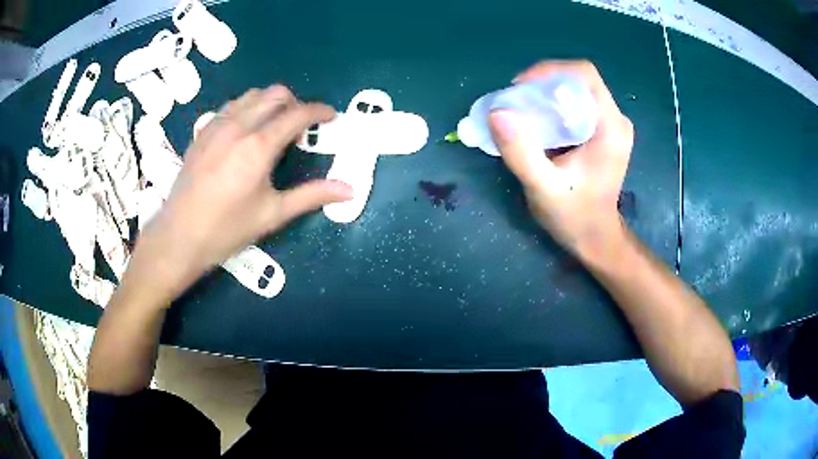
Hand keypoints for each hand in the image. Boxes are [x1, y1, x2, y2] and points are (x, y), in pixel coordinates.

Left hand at [130, 85, 352, 301]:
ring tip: (274, 126)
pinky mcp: (202, 132)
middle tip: (301, 126)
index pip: (297, 114)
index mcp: (258, 146)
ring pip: (251, 95)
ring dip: (270, 102)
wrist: (179, 236)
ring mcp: (216, 126)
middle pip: (275, 94)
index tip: (330, 116)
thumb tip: (349, 190)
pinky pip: (230, 106)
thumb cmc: (227, 229)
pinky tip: (246, 131)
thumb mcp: (272, 214)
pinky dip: (247, 108)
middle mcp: (238, 126)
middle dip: (295, 102)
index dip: (319, 111)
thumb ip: (312, 195)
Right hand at [488, 60, 633, 263]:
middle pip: (577, 80)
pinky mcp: (601, 131)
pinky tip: (534, 124)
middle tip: (514, 103)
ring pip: (574, 91)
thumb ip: (521, 152)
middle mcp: (614, 120)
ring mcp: (609, 125)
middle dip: (542, 85)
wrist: (595, 238)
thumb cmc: (575, 217)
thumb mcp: (544, 189)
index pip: (584, 75)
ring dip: (544, 95)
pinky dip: (550, 107)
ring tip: (520, 113)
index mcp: (610, 128)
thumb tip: (497, 112)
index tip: (520, 89)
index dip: (549, 72)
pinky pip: (574, 105)